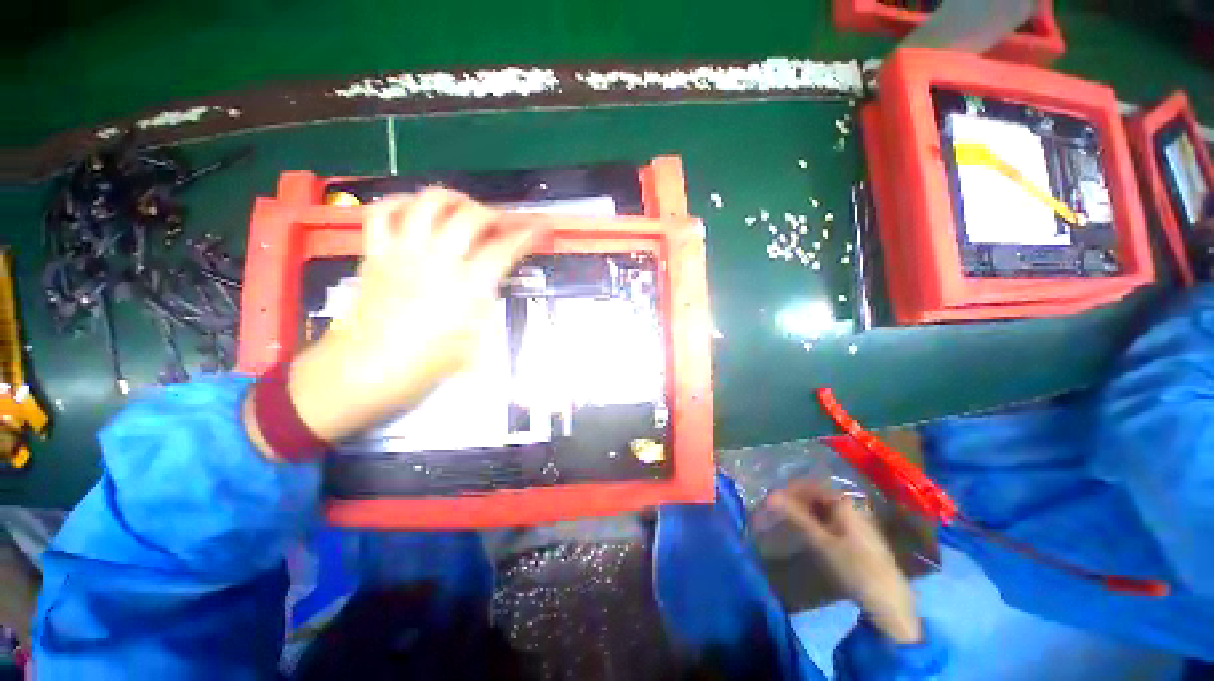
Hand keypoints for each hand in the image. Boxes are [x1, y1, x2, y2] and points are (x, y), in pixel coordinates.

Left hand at [247, 189, 548, 452]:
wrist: (364, 371)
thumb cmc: (425, 366)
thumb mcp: (474, 343)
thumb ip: (485, 307)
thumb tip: (490, 285)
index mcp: (466, 289)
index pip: (503, 250)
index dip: (526, 234)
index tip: (539, 227)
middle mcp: (437, 262)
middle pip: (470, 217)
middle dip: (494, 213)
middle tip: (501, 223)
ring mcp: (403, 253)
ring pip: (428, 204)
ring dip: (453, 199)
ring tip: (463, 208)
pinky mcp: (376, 253)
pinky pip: (384, 212)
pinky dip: (402, 203)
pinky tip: (416, 211)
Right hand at [767, 481, 922, 643]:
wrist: (889, 602)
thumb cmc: (854, 567)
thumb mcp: (821, 542)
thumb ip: (796, 517)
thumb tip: (769, 496)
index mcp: (843, 503)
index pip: (810, 486)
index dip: (789, 491)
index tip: (771, 500)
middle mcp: (851, 507)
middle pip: (817, 497)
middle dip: (795, 501)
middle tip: (777, 511)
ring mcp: (857, 522)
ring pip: (823, 510)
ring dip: (804, 513)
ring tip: (788, 522)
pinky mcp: (859, 538)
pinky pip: (831, 521)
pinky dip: (815, 523)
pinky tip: (808, 534)